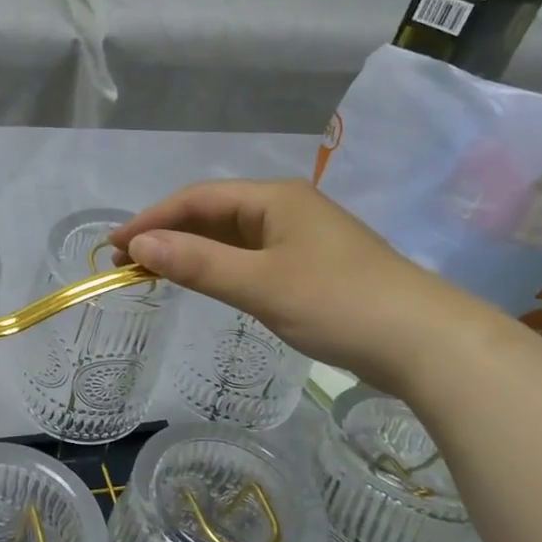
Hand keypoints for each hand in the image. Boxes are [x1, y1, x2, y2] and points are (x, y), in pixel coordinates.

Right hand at [112, 179, 478, 391]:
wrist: (426, 343)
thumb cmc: (339, 303)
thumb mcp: (260, 284)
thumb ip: (197, 263)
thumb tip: (138, 245)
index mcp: (275, 199)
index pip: (197, 198)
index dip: (152, 218)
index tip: (115, 244)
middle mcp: (286, 208)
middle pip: (213, 213)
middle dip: (168, 234)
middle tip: (128, 262)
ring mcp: (302, 238)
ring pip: (232, 236)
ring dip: (192, 251)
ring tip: (155, 272)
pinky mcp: (312, 267)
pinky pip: (251, 257)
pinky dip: (219, 266)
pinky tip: (206, 281)